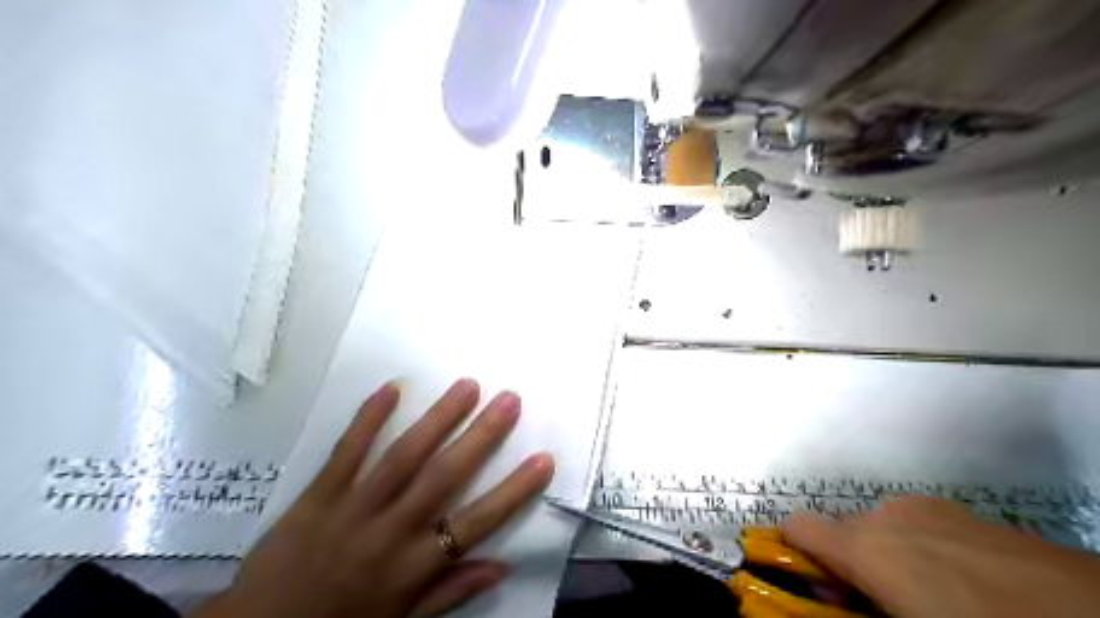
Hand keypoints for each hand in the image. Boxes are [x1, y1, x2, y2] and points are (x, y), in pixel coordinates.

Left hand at [190, 378, 553, 616]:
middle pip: (444, 477)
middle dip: (482, 436)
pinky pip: (346, 452)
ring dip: (438, 418)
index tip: (543, 459)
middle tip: (509, 399)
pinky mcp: (317, 495)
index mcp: (414, 567)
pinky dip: (368, 419)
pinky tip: (391, 388)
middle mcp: (391, 532)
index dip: (514, 491)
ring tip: (467, 386)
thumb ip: (450, 593)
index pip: (477, 523)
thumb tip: (501, 566)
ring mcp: (353, 509)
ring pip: (403, 457)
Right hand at [787, 497, 1099, 617]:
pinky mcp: (965, 512)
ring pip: (881, 527)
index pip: (796, 526)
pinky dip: (921, 548)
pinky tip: (967, 583)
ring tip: (930, 597)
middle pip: (840, 530)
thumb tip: (833, 598)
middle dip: (847, 563)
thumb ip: (854, 609)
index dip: (793, 553)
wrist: (1088, 613)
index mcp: (865, 546)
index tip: (817, 587)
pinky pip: (919, 526)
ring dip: (886, 555)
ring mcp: (928, 508)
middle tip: (878, 603)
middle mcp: (886, 515)